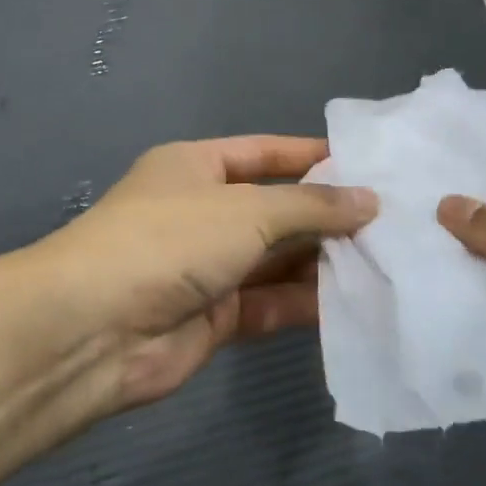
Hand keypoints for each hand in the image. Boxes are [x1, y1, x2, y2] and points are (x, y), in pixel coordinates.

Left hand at [34, 136, 376, 413]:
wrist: (93, 331)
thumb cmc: (170, 241)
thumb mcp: (247, 210)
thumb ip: (312, 206)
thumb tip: (369, 201)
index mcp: (196, 167)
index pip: (266, 153)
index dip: (314, 157)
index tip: (369, 166)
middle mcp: (202, 213)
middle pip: (276, 209)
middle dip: (327, 215)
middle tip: (392, 221)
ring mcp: (207, 267)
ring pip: (277, 260)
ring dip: (323, 261)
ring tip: (386, 260)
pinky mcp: (214, 317)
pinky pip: (270, 303)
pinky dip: (306, 303)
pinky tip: (355, 302)